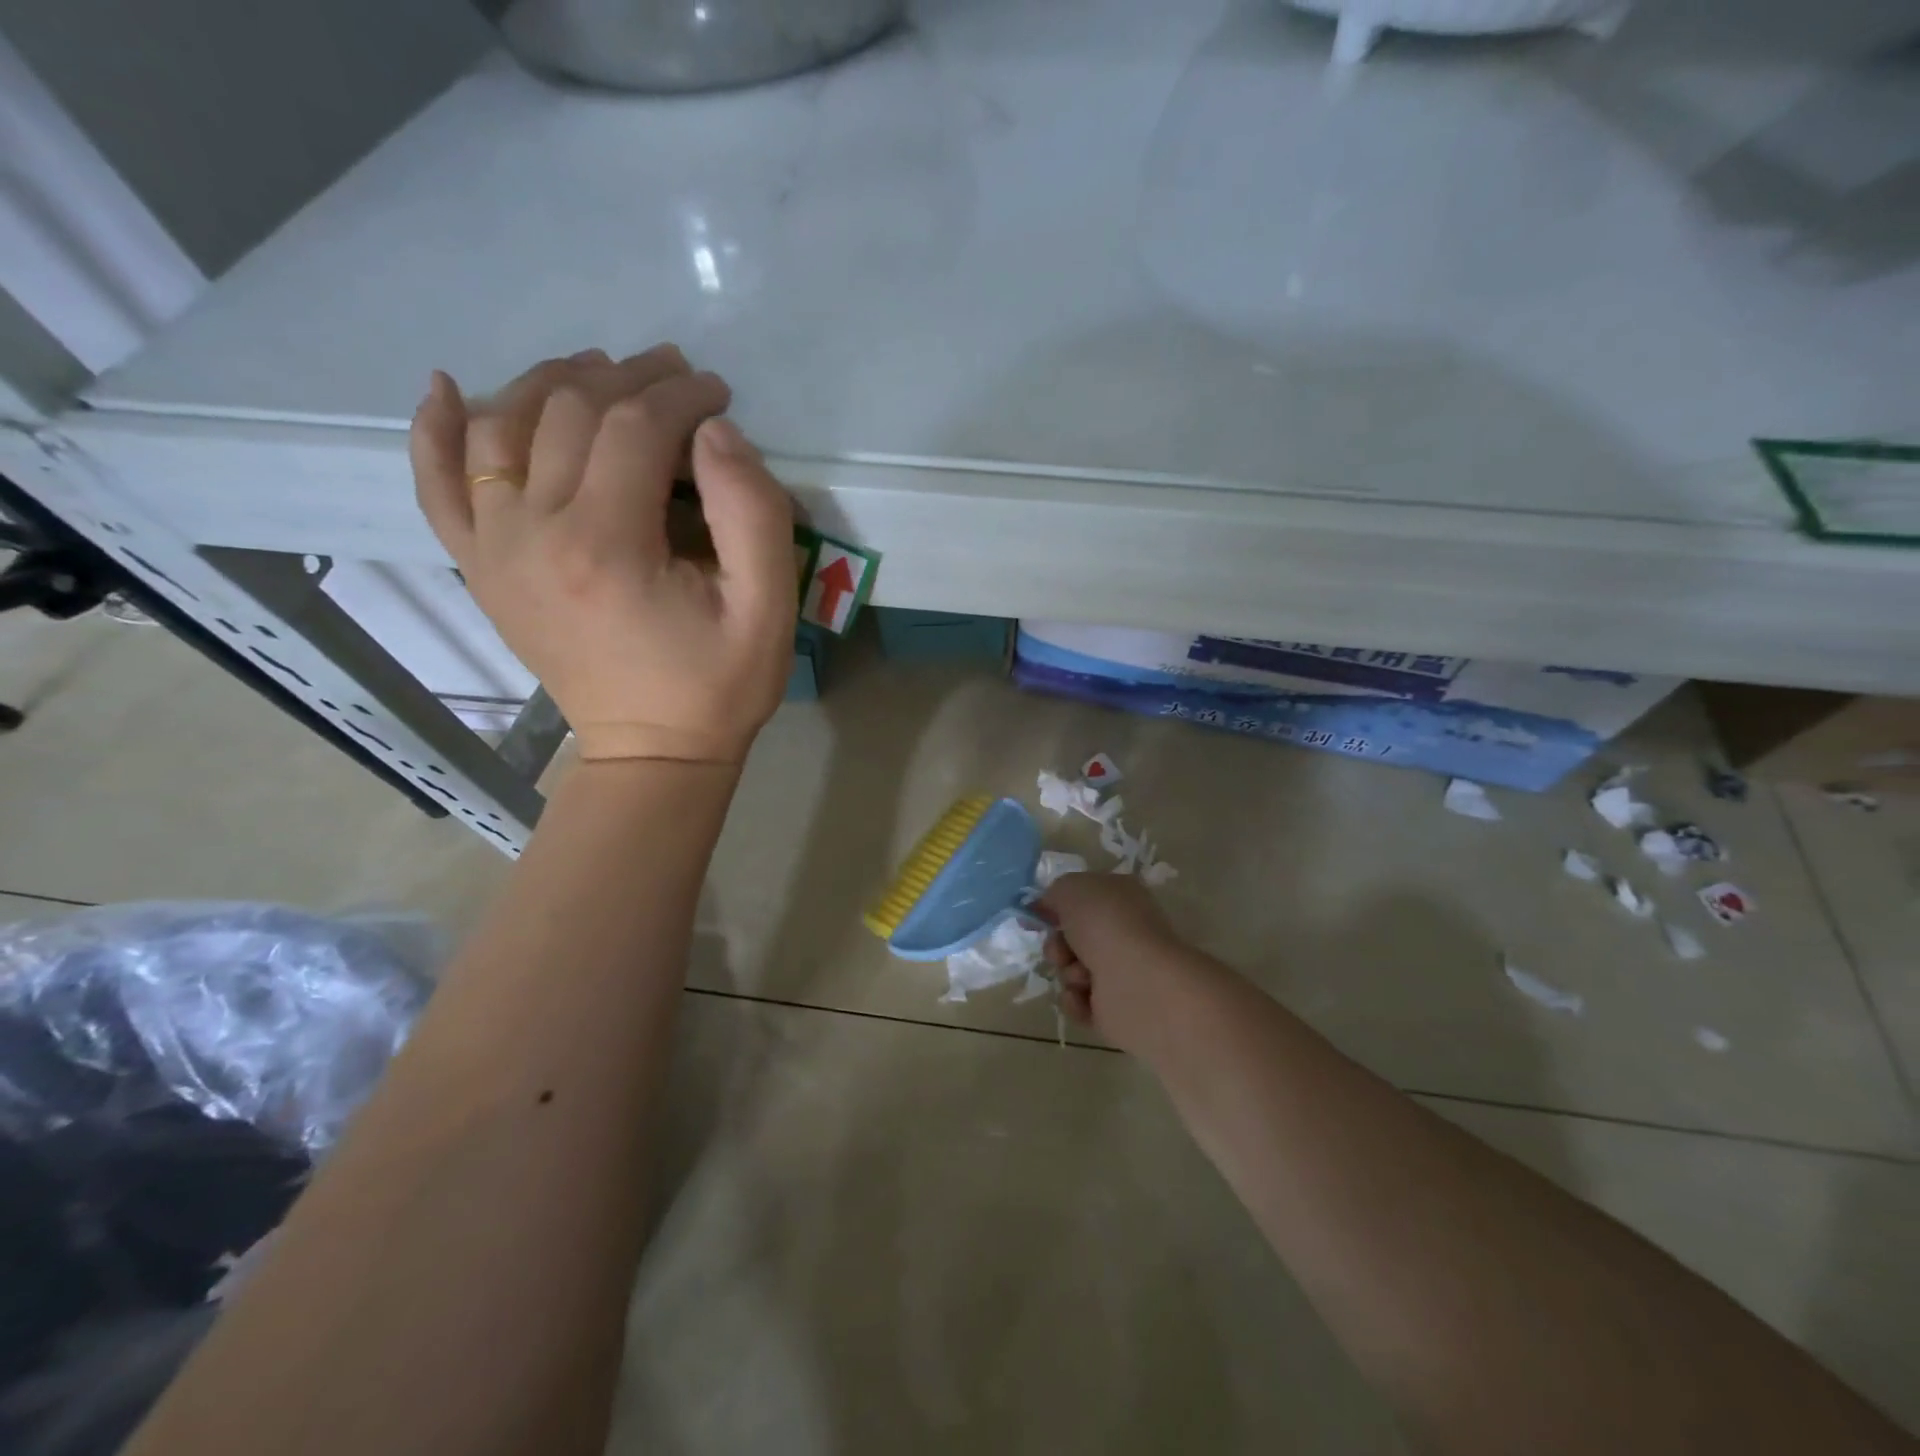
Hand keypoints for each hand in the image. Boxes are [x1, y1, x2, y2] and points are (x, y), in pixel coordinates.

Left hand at [409, 346, 796, 764]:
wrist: (651, 752)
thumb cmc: (717, 686)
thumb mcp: (767, 609)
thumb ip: (752, 514)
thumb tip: (716, 432)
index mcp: (607, 546)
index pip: (634, 428)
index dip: (680, 395)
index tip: (717, 391)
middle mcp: (532, 533)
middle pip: (568, 413)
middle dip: (627, 379)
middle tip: (674, 376)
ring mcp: (493, 549)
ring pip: (501, 426)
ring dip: (551, 384)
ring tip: (599, 373)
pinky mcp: (480, 567)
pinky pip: (437, 484)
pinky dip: (436, 429)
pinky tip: (449, 388)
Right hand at [1040, 873, 1204, 1057]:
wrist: (1138, 982)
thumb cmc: (1106, 924)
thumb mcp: (1070, 889)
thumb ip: (1053, 893)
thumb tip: (1045, 906)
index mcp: (1121, 897)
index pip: (1083, 898)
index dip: (1056, 906)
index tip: (1035, 915)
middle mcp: (1124, 932)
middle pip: (1072, 938)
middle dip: (1058, 945)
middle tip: (1062, 950)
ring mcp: (1123, 971)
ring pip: (1072, 970)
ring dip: (1068, 972)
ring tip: (1082, 976)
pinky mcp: (1117, 1008)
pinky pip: (1079, 1002)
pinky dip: (1075, 1000)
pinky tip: (1085, 997)